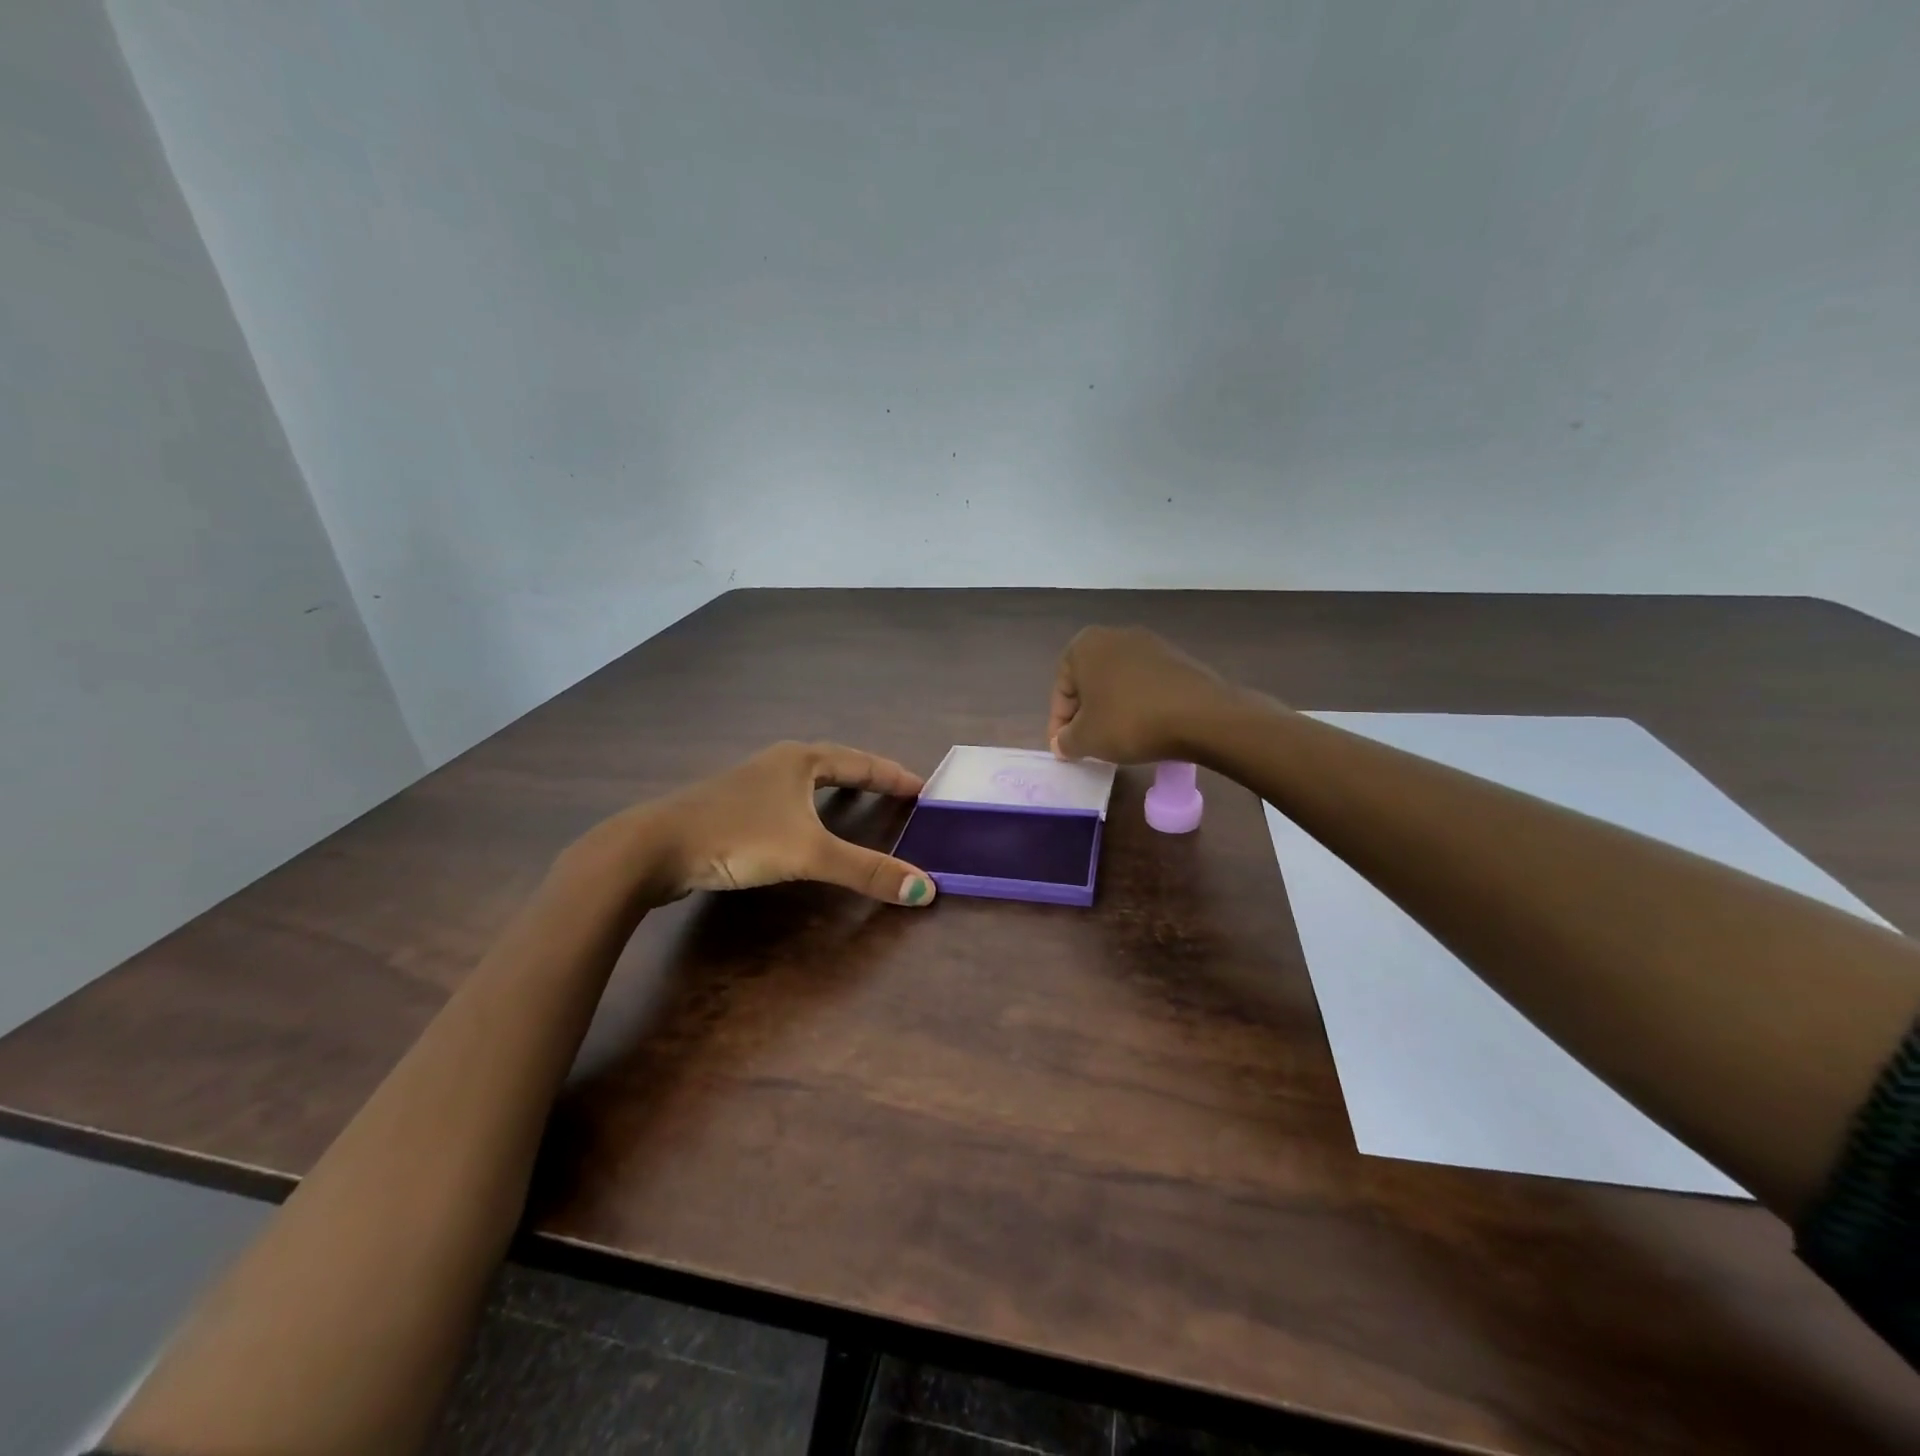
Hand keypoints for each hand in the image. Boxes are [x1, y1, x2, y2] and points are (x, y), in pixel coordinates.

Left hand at [586, 741, 936, 906]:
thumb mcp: (808, 854)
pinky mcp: (731, 806)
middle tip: (897, 793)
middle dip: (867, 776)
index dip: (894, 776)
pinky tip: (803, 823)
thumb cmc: (737, 837)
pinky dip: (809, 806)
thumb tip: (925, 889)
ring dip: (836, 788)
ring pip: (806, 779)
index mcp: (801, 760)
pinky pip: (785, 798)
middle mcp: (777, 763)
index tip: (922, 787)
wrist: (653, 848)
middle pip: (835, 763)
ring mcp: (750, 782)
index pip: (861, 762)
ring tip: (858, 801)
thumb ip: (865, 870)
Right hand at [1048, 626, 1245, 764]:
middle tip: (1088, 744)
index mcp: (1085, 645)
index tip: (1065, 749)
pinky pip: (1146, 684)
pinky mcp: (1178, 658)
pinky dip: (1139, 705)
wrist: (1201, 715)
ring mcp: (1151, 643)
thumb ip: (1065, 741)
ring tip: (1117, 739)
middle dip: (1085, 713)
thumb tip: (1063, 743)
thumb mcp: (1086, 739)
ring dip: (1112, 709)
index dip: (1058, 724)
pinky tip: (1146, 728)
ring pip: (1118, 682)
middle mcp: (1115, 635)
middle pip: (1089, 682)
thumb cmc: (1129, 722)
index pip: (1061, 689)